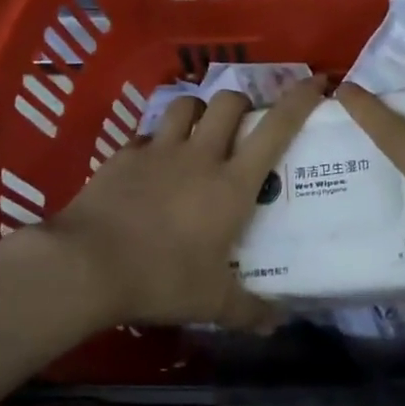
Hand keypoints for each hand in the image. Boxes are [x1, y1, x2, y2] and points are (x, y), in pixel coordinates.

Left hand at [42, 78, 325, 327]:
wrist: (88, 264)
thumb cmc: (161, 278)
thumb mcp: (211, 302)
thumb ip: (248, 310)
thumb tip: (278, 323)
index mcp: (231, 184)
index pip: (276, 128)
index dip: (299, 100)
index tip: (316, 82)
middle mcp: (200, 155)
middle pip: (229, 102)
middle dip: (241, 103)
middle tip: (242, 125)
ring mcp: (159, 150)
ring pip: (185, 105)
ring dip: (197, 111)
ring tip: (197, 131)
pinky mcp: (124, 154)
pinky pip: (147, 134)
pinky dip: (156, 141)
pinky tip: (151, 164)